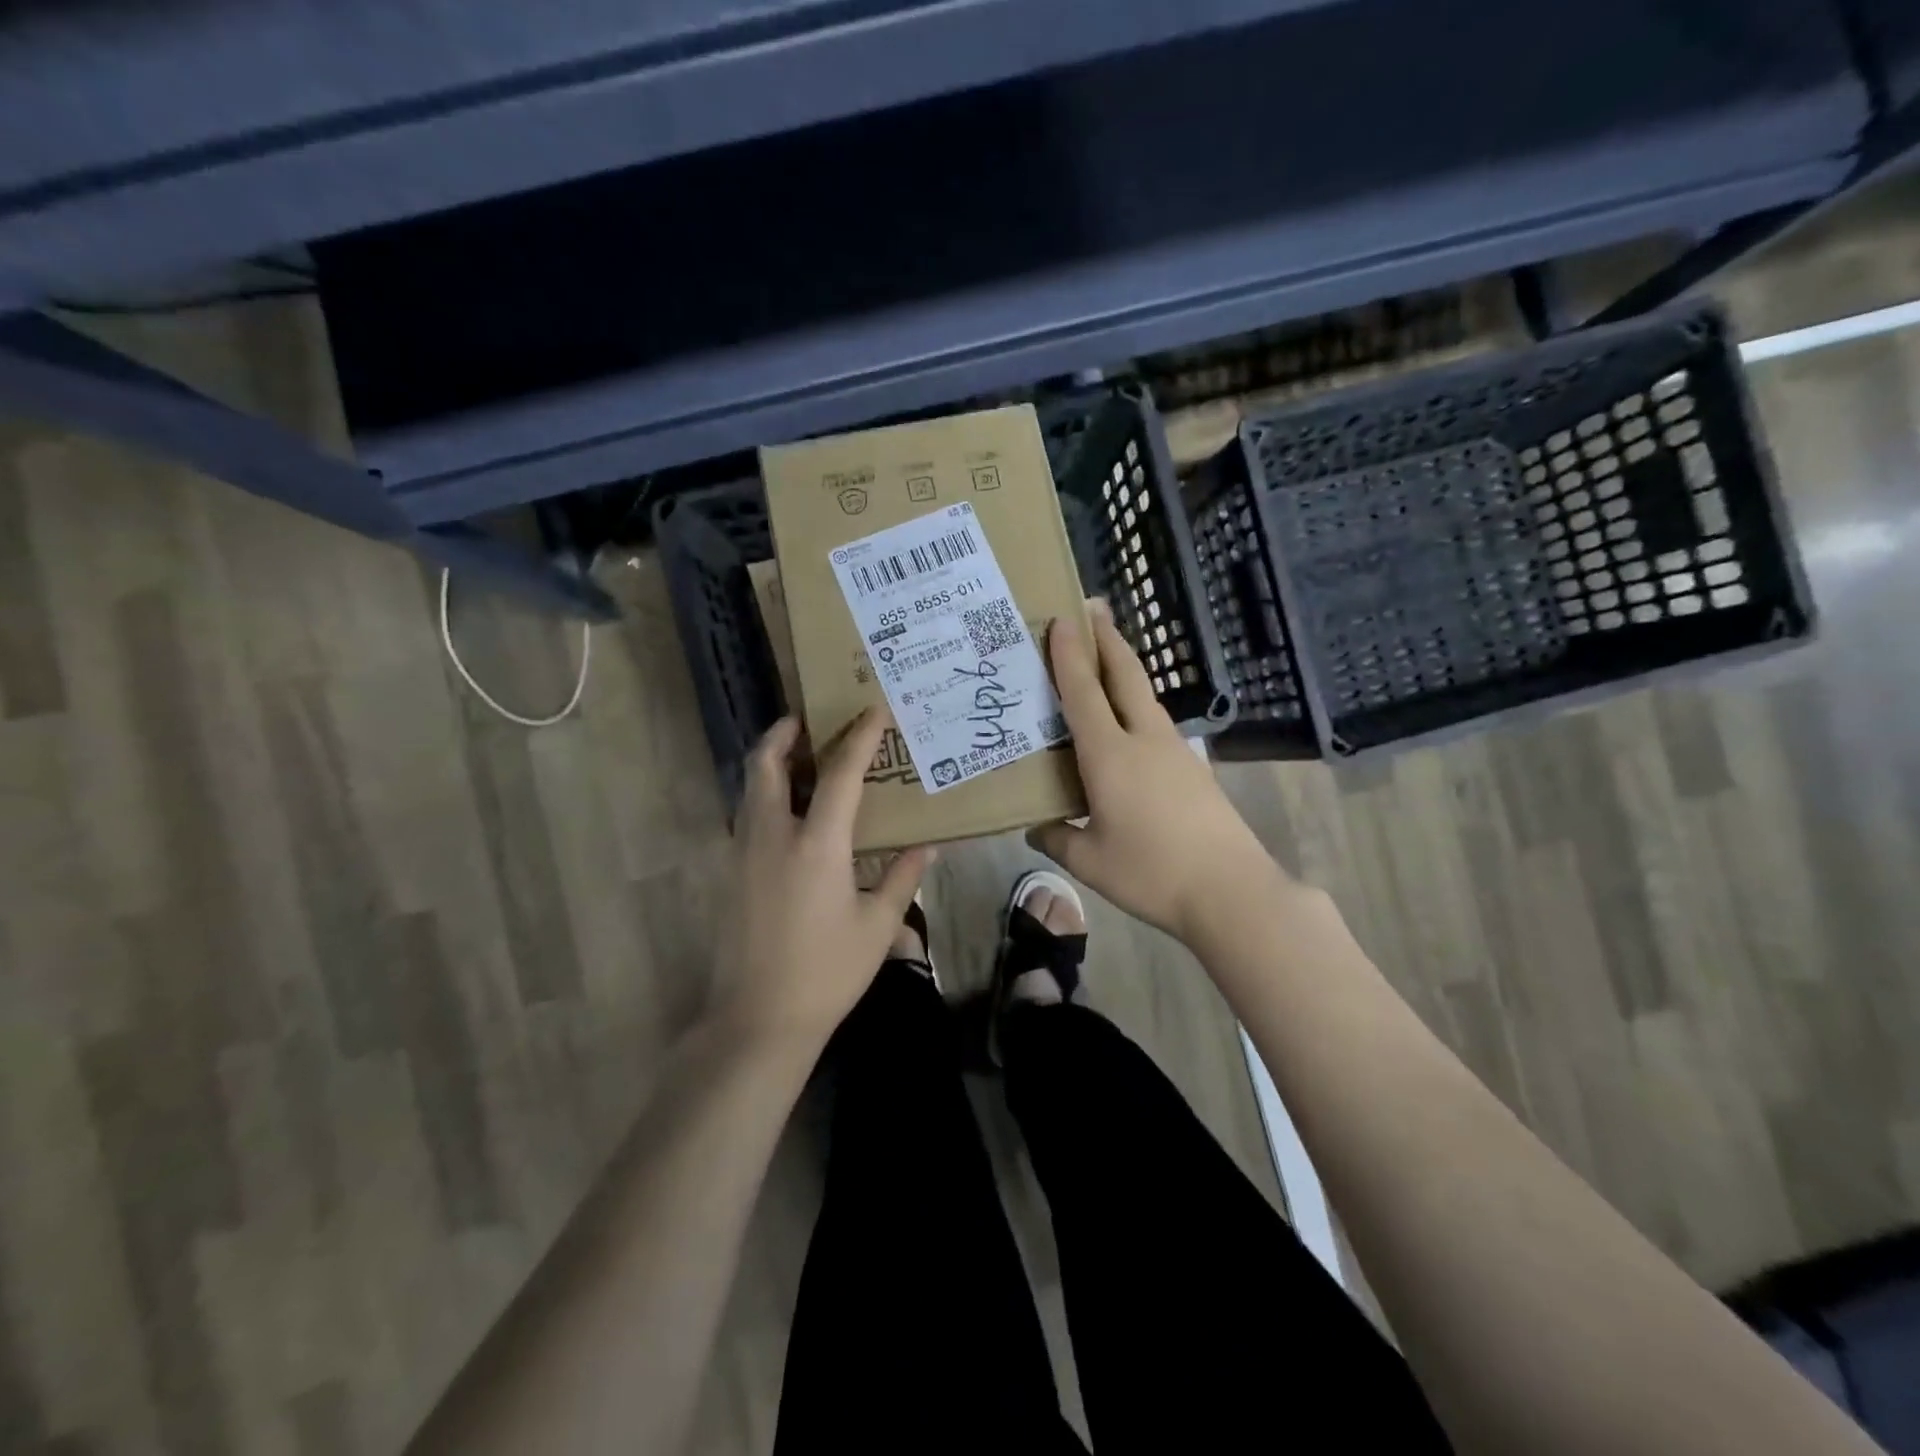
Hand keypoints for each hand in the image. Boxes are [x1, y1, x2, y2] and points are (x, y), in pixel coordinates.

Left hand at [711, 707, 934, 1051]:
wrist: (757, 1020)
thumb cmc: (827, 972)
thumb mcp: (878, 927)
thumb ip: (902, 878)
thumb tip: (927, 847)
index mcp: (816, 844)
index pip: (840, 773)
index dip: (859, 737)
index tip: (872, 710)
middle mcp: (773, 835)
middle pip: (766, 764)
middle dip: (783, 733)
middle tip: (806, 720)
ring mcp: (743, 853)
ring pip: (749, 788)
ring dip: (770, 762)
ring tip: (799, 759)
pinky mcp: (730, 874)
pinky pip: (745, 816)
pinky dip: (763, 796)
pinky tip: (788, 814)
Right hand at [1029, 605, 1285, 944]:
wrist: (1231, 890)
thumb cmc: (1151, 873)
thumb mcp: (1090, 863)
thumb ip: (1057, 840)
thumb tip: (1035, 827)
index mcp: (1110, 755)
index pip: (1083, 692)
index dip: (1068, 654)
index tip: (1061, 618)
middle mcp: (1143, 740)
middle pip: (1124, 675)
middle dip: (1107, 638)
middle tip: (1092, 608)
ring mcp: (1174, 751)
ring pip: (1143, 695)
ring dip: (1124, 668)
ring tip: (1105, 656)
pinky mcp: (1192, 768)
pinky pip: (1154, 721)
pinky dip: (1135, 703)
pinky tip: (1128, 721)